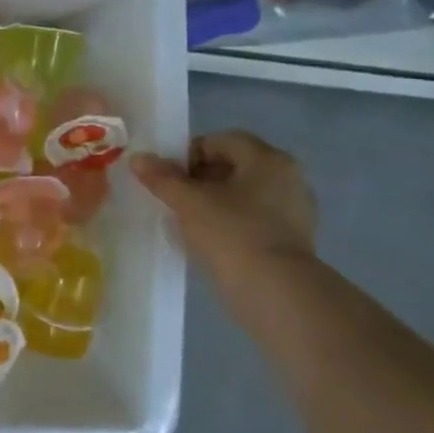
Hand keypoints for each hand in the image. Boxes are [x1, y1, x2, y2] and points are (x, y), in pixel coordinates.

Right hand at [133, 131, 317, 279]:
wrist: (275, 292)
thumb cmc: (231, 234)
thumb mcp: (189, 203)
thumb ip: (162, 178)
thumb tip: (138, 158)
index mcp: (267, 159)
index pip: (221, 140)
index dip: (188, 153)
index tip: (168, 177)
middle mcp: (288, 176)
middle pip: (234, 165)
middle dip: (200, 178)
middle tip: (175, 199)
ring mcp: (295, 209)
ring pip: (245, 193)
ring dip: (215, 201)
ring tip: (190, 221)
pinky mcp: (294, 238)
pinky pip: (256, 218)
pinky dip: (233, 222)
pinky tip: (213, 240)